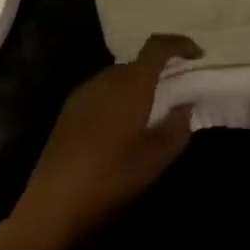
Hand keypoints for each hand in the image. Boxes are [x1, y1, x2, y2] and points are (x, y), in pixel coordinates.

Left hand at [0, 35, 199, 249]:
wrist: (53, 205)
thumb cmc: (111, 179)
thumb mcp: (156, 159)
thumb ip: (177, 126)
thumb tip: (185, 104)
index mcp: (130, 85)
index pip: (157, 46)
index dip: (179, 45)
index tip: (197, 55)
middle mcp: (106, 79)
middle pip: (138, 62)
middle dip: (159, 70)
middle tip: (178, 91)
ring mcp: (83, 92)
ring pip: (118, 76)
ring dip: (138, 85)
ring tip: (151, 111)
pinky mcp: (68, 110)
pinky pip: (102, 91)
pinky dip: (119, 96)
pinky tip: (122, 125)